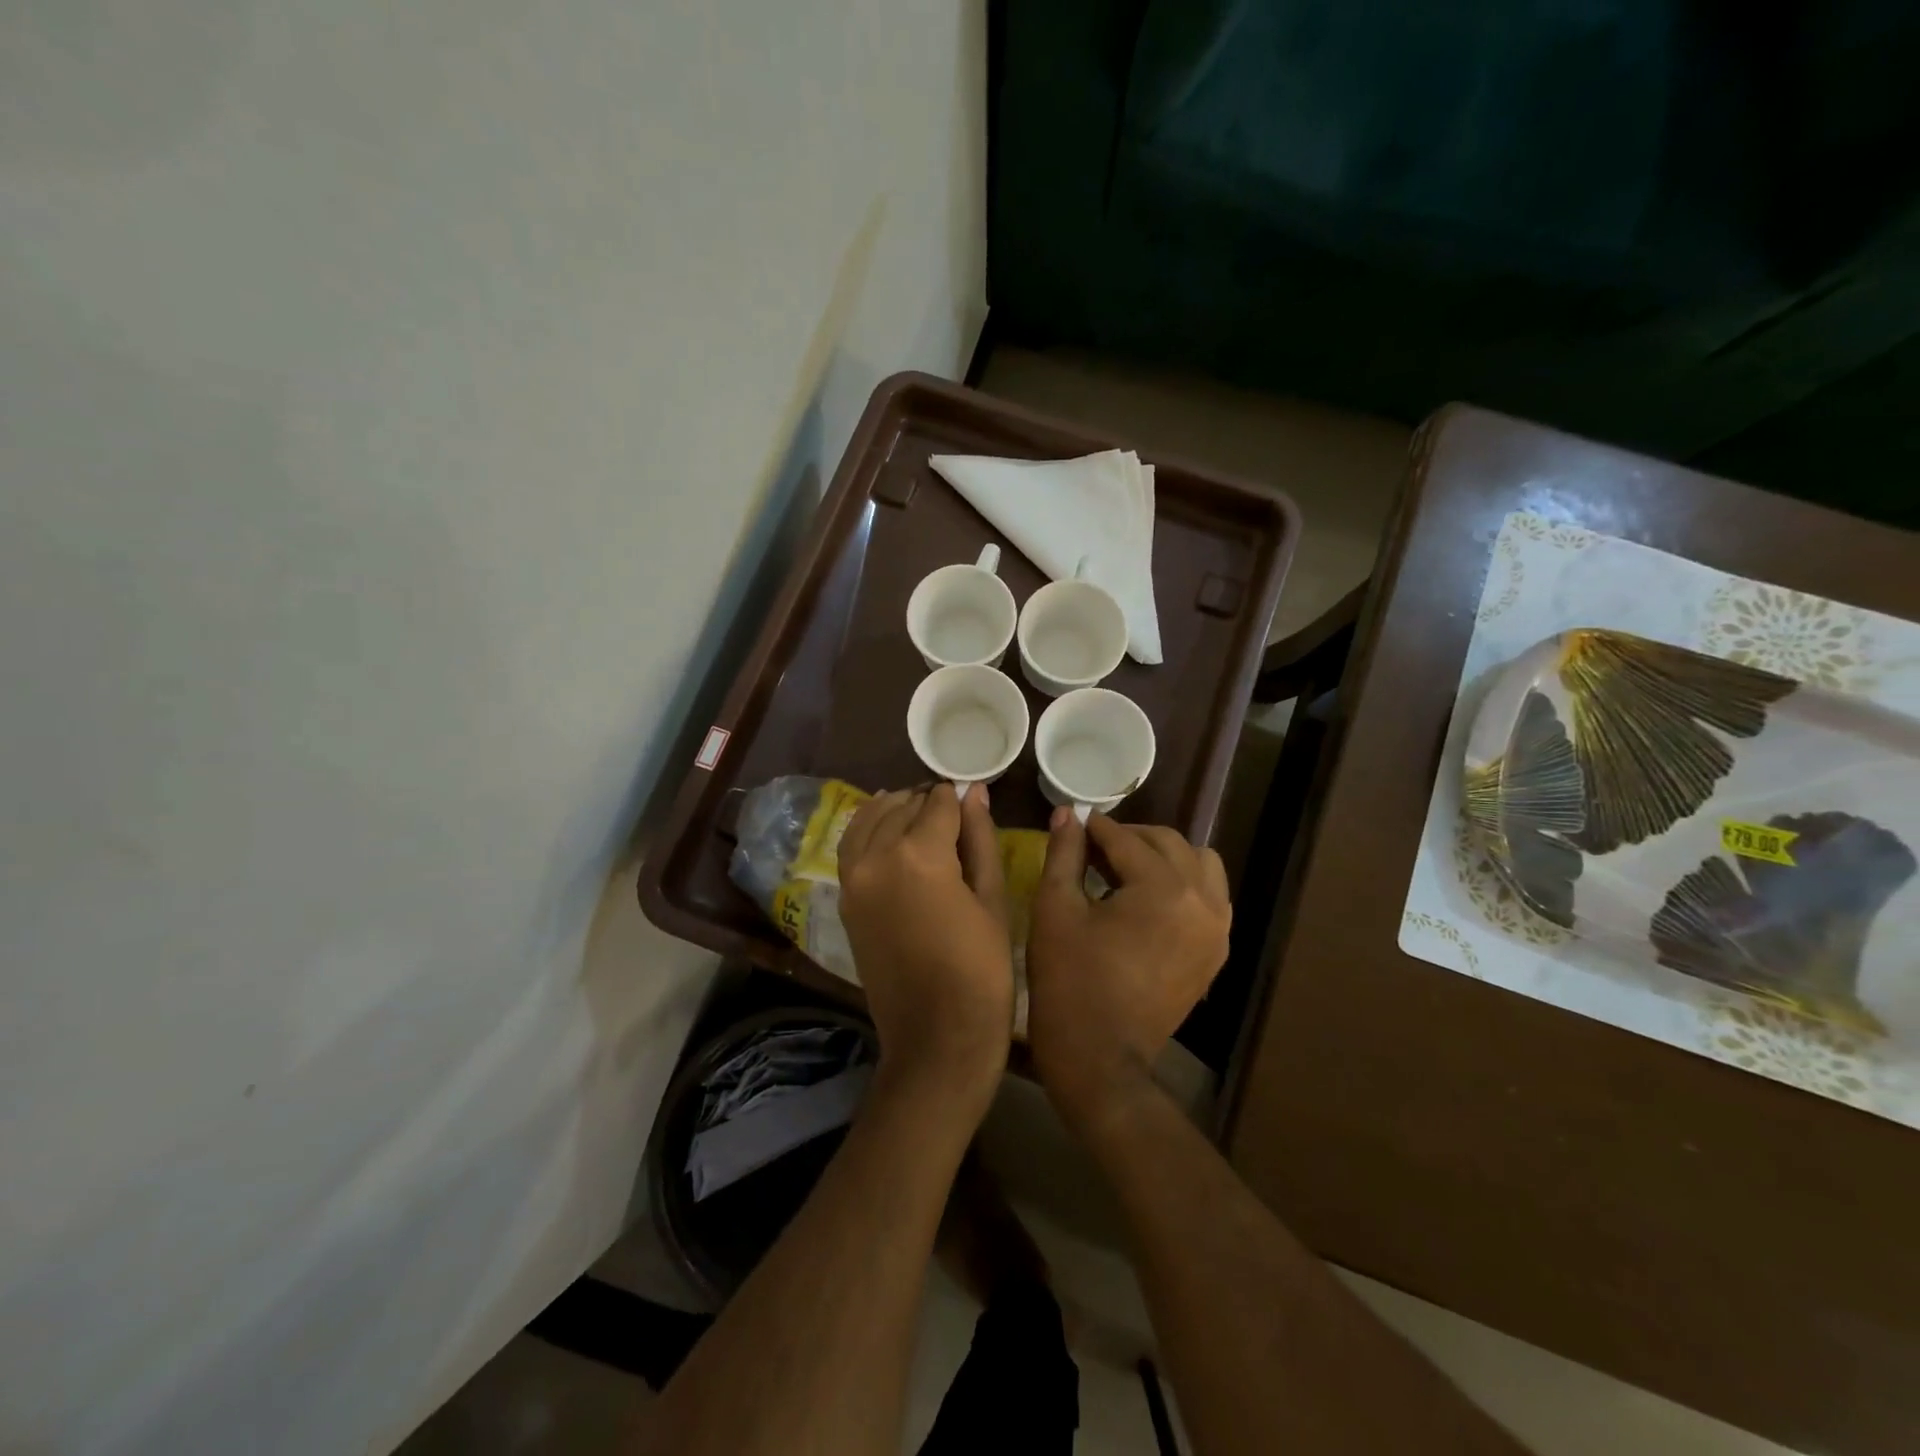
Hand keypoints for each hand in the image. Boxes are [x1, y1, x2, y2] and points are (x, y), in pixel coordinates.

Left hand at [837, 783, 1012, 1101]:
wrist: (936, 1038)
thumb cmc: (981, 970)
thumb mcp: (992, 899)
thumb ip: (980, 838)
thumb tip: (974, 792)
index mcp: (919, 855)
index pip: (939, 803)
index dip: (959, 798)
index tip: (972, 797)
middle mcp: (877, 856)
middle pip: (903, 806)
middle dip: (929, 802)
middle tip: (954, 812)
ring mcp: (853, 878)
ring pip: (871, 819)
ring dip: (896, 809)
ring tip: (922, 815)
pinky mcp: (844, 899)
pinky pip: (852, 846)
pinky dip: (869, 829)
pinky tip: (889, 830)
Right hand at [1026, 810, 1231, 1125]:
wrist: (1100, 1058)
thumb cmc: (1069, 981)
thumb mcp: (1056, 910)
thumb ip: (1065, 854)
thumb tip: (1068, 814)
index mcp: (1163, 889)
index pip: (1127, 839)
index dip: (1095, 828)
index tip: (1074, 823)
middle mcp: (1203, 901)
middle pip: (1168, 843)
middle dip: (1129, 838)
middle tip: (1093, 846)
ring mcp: (1217, 929)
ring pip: (1199, 864)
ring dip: (1164, 856)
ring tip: (1127, 870)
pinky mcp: (1216, 952)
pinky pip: (1210, 896)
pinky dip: (1184, 884)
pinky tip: (1150, 899)